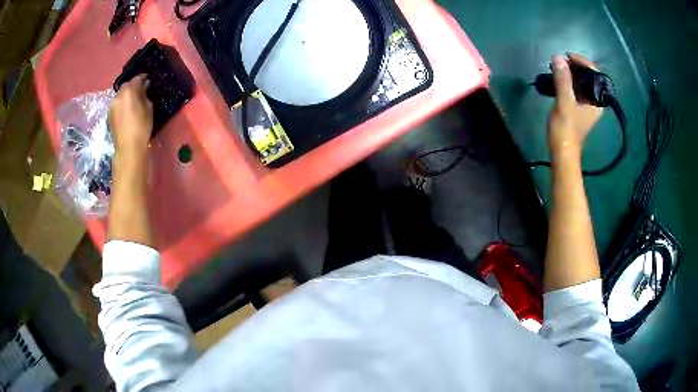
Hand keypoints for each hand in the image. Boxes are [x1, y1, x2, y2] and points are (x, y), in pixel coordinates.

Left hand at [110, 74, 152, 158]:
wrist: (128, 148)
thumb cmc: (141, 127)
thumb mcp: (149, 108)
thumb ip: (145, 95)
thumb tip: (144, 89)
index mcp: (129, 91)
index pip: (137, 78)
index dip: (143, 78)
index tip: (148, 80)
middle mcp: (119, 95)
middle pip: (126, 85)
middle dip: (133, 86)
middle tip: (141, 90)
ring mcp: (112, 105)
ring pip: (120, 94)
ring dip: (127, 95)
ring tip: (133, 101)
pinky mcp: (109, 114)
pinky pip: (117, 103)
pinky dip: (122, 103)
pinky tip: (127, 109)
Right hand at [547, 54, 602, 155]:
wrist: (562, 151)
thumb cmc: (566, 130)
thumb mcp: (564, 103)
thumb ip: (562, 80)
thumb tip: (558, 57)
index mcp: (596, 100)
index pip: (594, 73)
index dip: (582, 62)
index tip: (567, 56)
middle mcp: (594, 101)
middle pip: (588, 76)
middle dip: (574, 66)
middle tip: (560, 61)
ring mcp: (587, 104)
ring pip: (581, 81)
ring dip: (570, 72)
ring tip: (557, 67)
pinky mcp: (579, 107)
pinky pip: (576, 88)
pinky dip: (568, 81)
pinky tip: (558, 78)